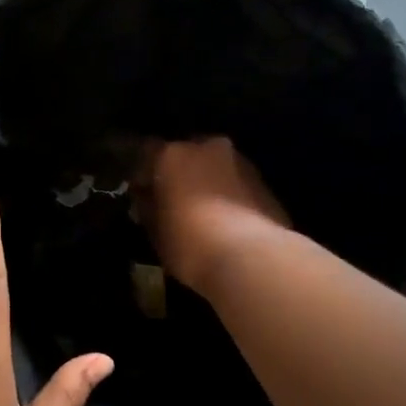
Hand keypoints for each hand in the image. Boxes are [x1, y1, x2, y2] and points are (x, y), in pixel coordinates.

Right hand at [135, 138, 289, 295]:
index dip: (142, 173)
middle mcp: (208, 147)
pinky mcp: (264, 182)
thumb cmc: (190, 243)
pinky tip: (226, 220)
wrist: (251, 258)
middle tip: (173, 200)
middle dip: (179, 173)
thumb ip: (148, 207)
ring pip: (215, 167)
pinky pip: (236, 184)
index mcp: (173, 155)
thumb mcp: (156, 231)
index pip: (147, 152)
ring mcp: (240, 162)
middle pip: (186, 154)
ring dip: (207, 182)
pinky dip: (228, 195)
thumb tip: (146, 197)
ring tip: (202, 212)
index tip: (140, 193)